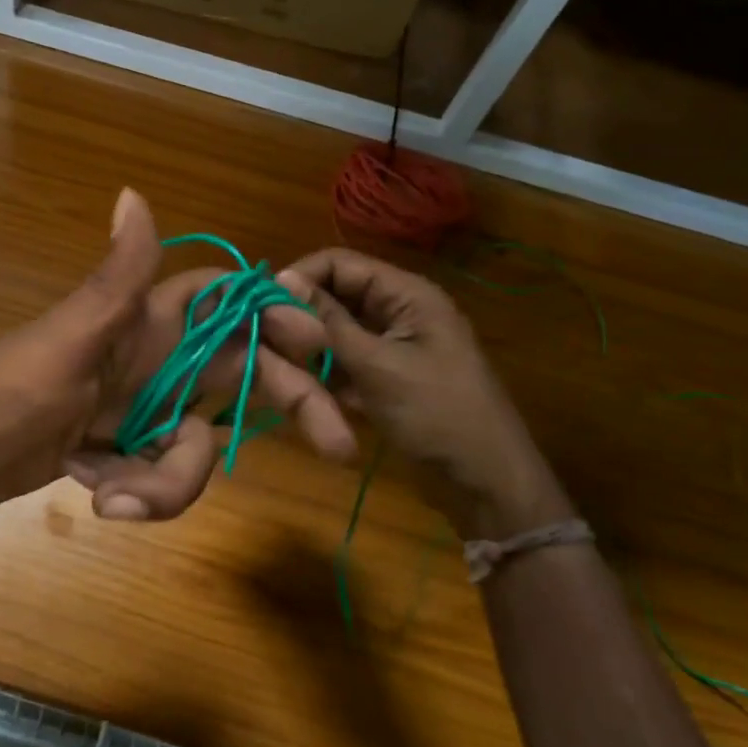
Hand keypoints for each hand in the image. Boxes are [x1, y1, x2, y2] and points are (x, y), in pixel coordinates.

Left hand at [0, 190, 356, 522]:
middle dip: (286, 403)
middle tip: (336, 447)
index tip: (319, 344)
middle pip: (240, 372)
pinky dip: (139, 492)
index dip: (275, 312)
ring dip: (172, 478)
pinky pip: (160, 474)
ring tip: (115, 497)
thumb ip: (114, 280)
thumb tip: (135, 193)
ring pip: (200, 441)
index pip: (226, 301)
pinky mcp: (120, 452)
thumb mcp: (64, 340)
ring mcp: (139, 410)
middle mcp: (152, 360)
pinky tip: (92, 492)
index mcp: (142, 322)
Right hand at [276, 248, 572, 538]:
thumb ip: (327, 322)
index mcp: (406, 294)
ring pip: (337, 329)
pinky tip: (305, 389)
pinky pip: (346, 359)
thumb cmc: (436, 415)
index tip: (261, 304)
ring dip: (311, 345)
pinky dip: (325, 370)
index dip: (300, 277)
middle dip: (301, 313)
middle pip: (336, 295)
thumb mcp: (377, 365)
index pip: (340, 263)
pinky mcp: (386, 374)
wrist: (486, 482)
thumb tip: (280, 279)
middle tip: (267, 340)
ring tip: (281, 366)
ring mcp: (393, 344)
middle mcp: (398, 309)